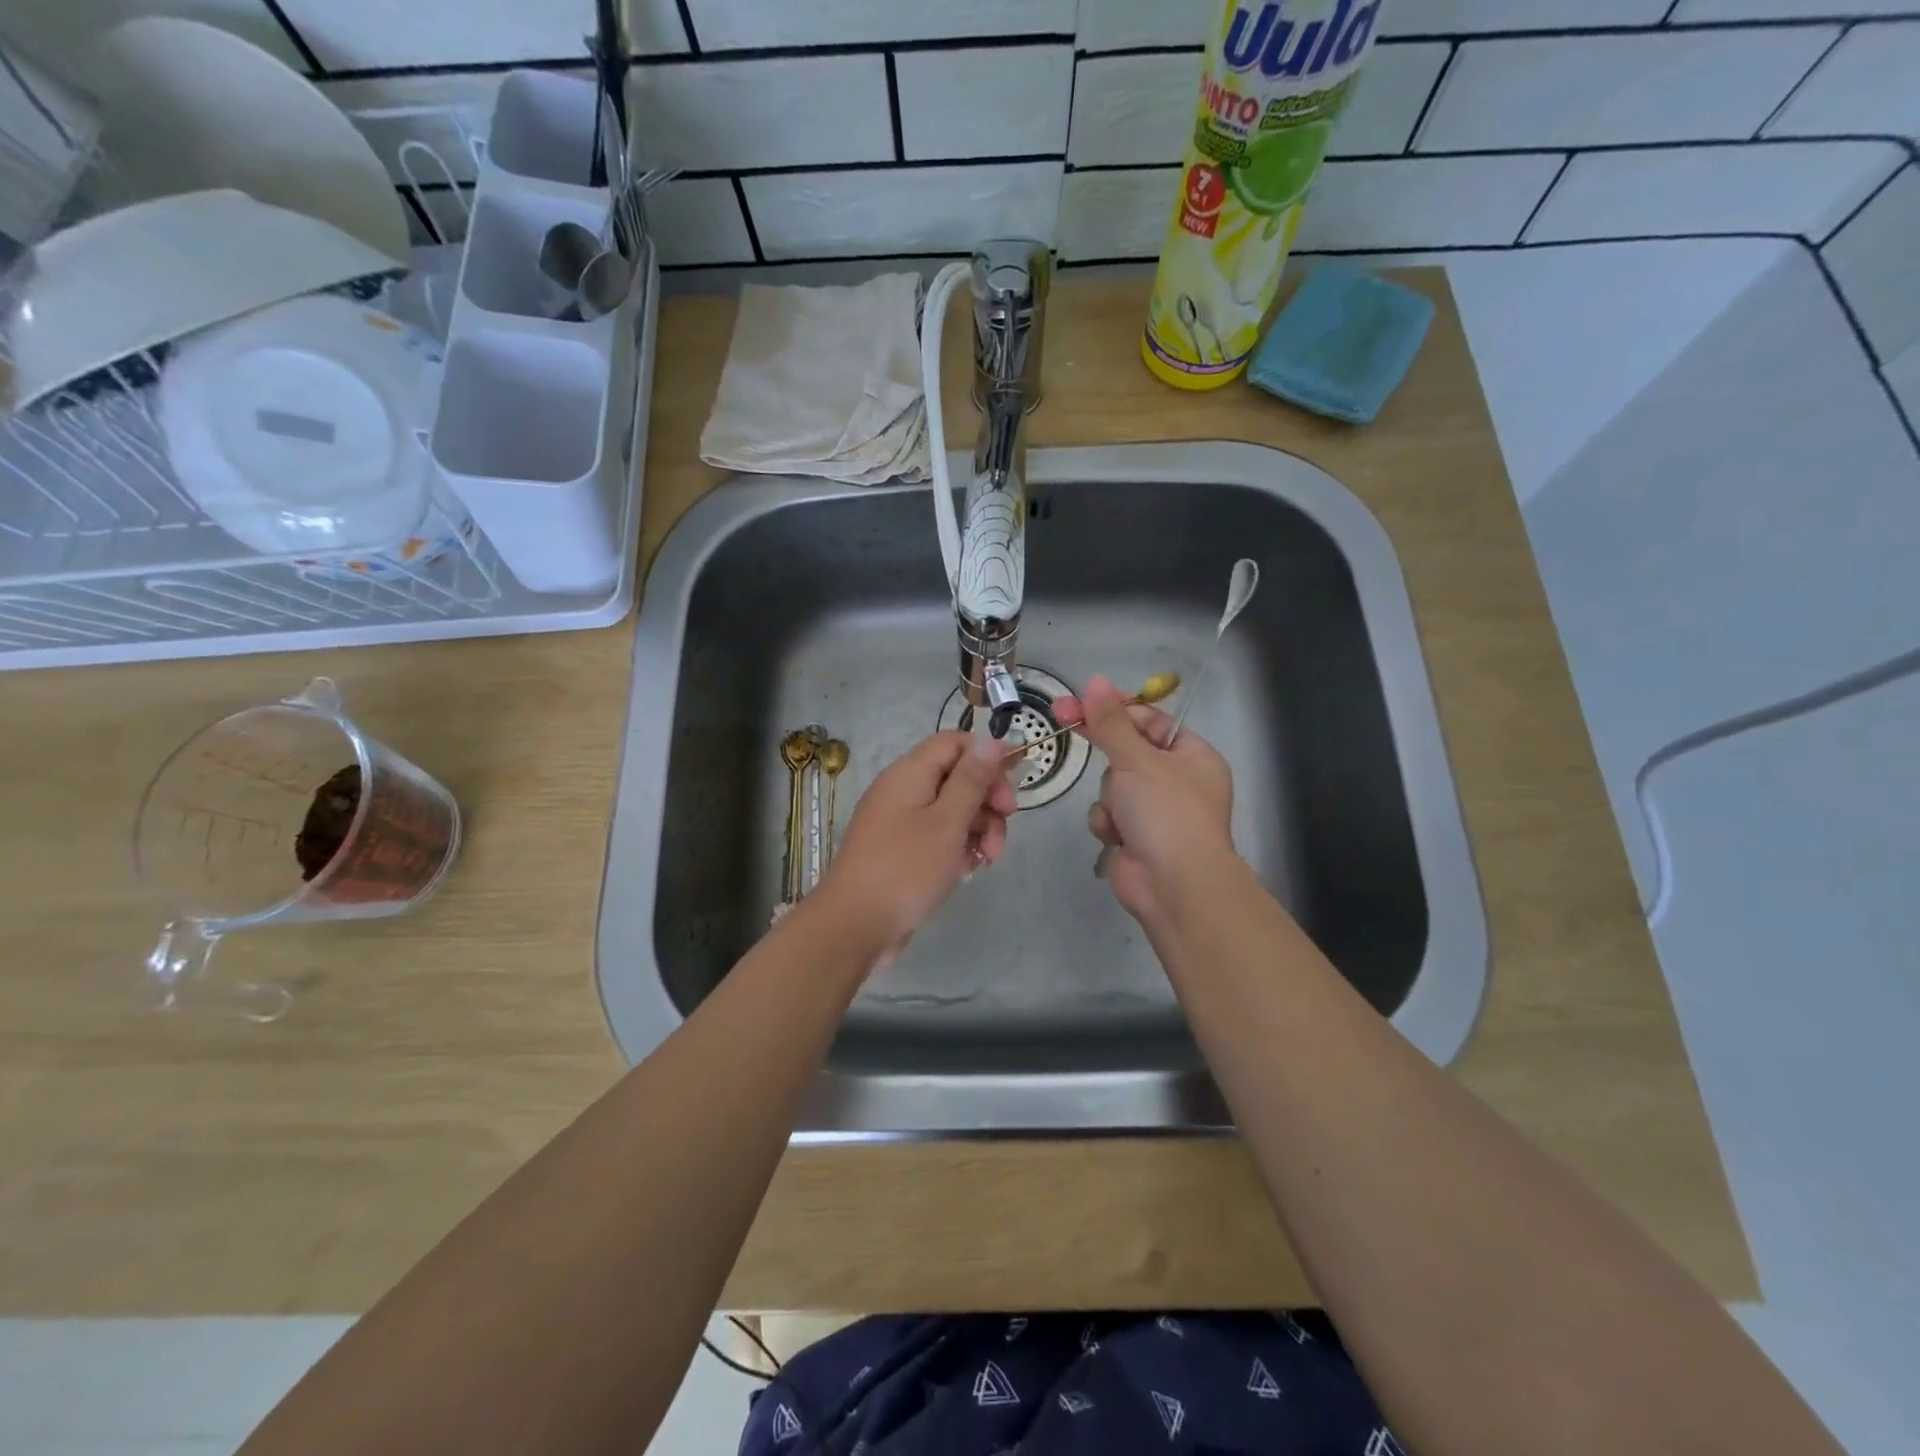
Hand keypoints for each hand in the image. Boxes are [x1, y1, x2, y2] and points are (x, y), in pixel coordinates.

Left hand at [816, 731, 1016, 962]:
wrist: (856, 926)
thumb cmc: (906, 868)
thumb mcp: (947, 821)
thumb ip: (971, 780)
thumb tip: (990, 739)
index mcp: (910, 773)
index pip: (954, 743)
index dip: (987, 756)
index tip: (1014, 784)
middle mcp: (903, 791)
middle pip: (957, 777)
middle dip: (987, 800)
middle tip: (1006, 826)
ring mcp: (900, 822)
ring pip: (952, 810)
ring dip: (978, 829)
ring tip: (988, 860)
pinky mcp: (901, 851)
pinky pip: (938, 837)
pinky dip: (958, 848)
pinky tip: (968, 871)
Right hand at [1052, 674, 1234, 928]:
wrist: (1173, 885)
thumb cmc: (1165, 813)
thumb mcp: (1137, 759)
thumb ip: (1111, 722)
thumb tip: (1095, 680)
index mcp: (1192, 755)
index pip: (1149, 720)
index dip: (1114, 709)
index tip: (1077, 701)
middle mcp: (1176, 781)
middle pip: (1126, 752)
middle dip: (1108, 756)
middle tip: (1063, 722)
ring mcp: (1155, 812)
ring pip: (1111, 786)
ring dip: (1109, 798)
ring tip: (1122, 815)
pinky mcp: (1134, 837)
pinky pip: (1108, 815)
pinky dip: (1108, 824)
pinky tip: (1118, 838)